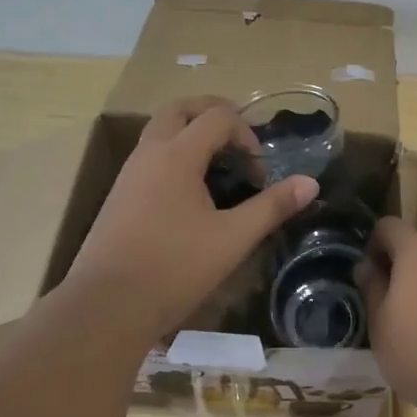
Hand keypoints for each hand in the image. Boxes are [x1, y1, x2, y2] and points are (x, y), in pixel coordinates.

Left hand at [67, 96, 317, 339]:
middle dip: (213, 114)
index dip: (246, 134)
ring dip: (191, 134)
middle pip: (181, 109)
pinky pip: (150, 155)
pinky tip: (190, 194)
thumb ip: (271, 207)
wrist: (105, 307)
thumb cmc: (174, 268)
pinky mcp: (119, 195)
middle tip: (238, 139)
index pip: (218, 116)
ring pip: (161, 131)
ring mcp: (129, 173)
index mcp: (177, 155)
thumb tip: (310, 183)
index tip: (258, 172)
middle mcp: (149, 153)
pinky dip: (175, 155)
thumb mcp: (232, 239)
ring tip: (218, 167)